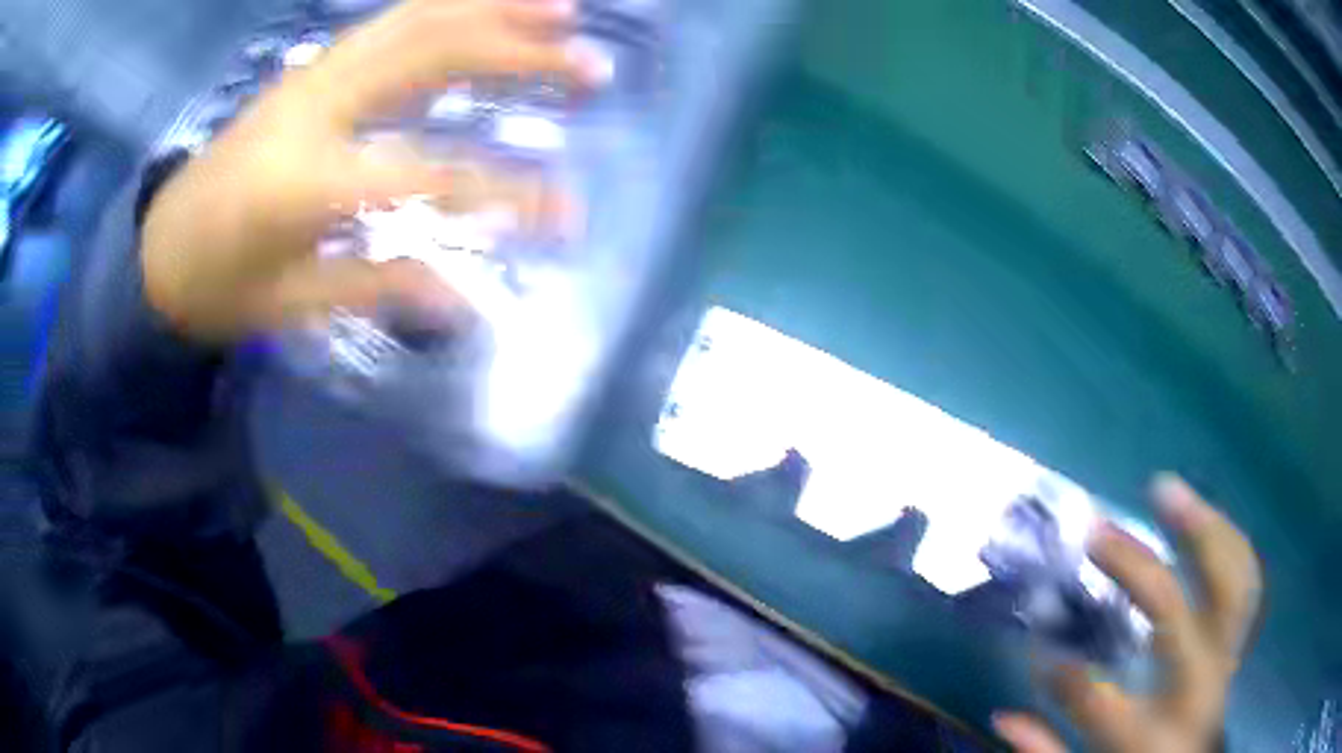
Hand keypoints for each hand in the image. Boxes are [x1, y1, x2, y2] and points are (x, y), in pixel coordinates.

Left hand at [142, 0, 605, 341]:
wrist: (159, 247)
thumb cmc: (216, 287)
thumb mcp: (289, 304)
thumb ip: (376, 286)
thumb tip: (464, 301)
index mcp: (304, 181)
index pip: (427, 175)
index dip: (505, 192)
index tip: (566, 210)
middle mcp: (315, 106)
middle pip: (431, 53)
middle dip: (520, 50)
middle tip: (592, 63)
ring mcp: (312, 76)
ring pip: (414, 17)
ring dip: (493, 5)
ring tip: (561, 7)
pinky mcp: (310, 69)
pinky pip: (389, 21)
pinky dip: (447, 5)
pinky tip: (485, 7)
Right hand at [993, 474, 1262, 752]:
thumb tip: (1003, 716)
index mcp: (1149, 735)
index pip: (1100, 701)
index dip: (1064, 675)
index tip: (1039, 650)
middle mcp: (1194, 689)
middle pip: (1176, 618)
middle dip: (1140, 570)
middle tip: (1101, 532)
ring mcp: (1223, 658)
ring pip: (1226, 584)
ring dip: (1198, 531)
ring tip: (1167, 492)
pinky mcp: (1237, 639)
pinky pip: (1245, 581)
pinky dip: (1229, 542)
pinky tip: (1209, 517)